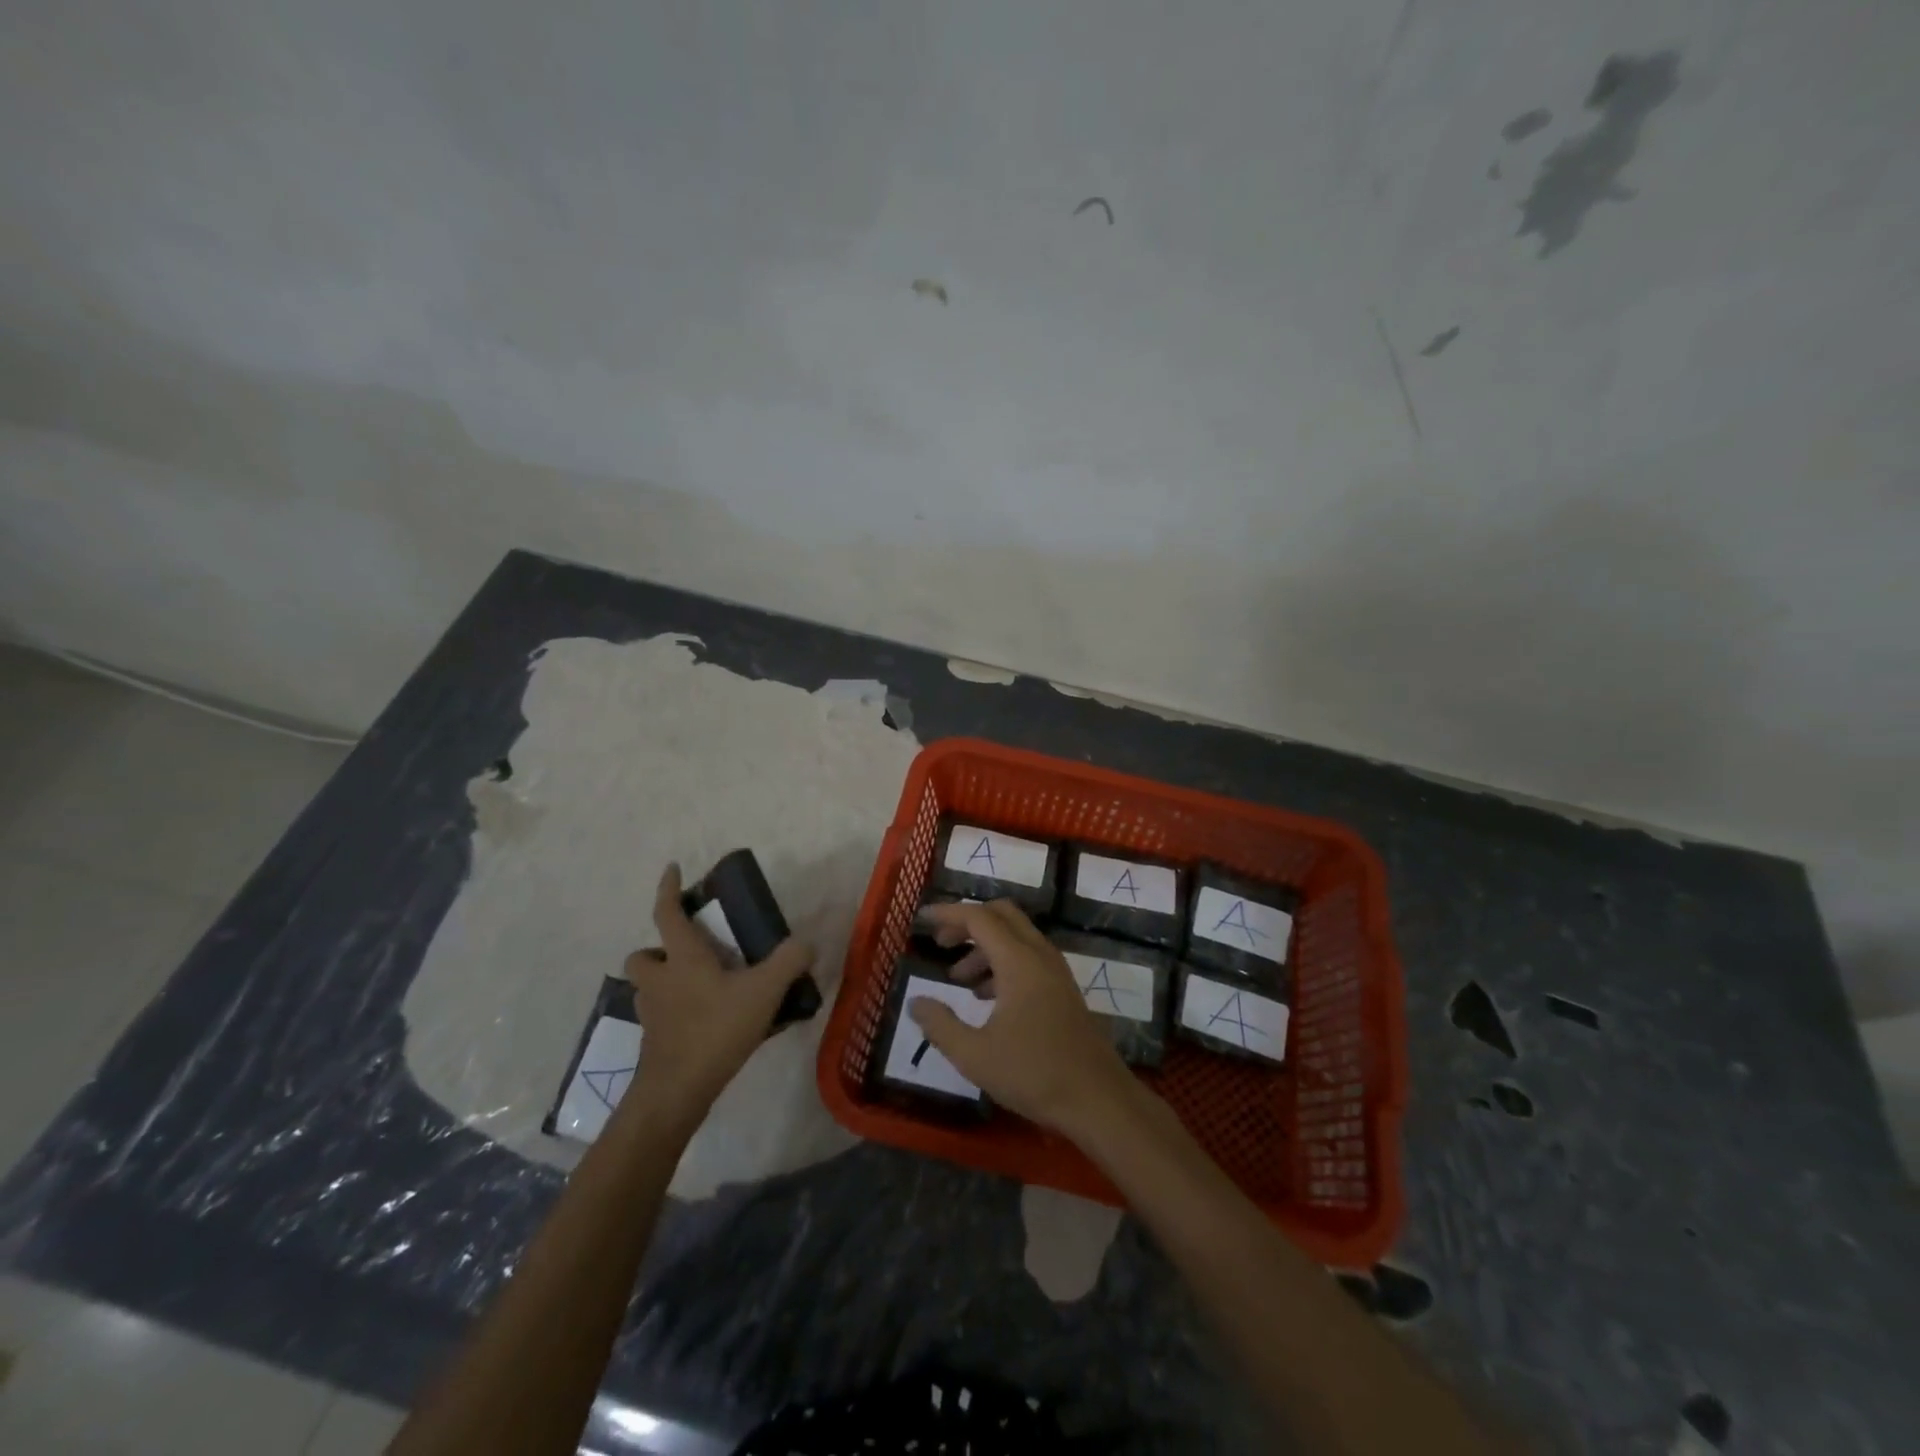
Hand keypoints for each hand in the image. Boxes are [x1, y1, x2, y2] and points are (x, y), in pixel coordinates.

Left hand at [622, 865, 814, 1131]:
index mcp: (682, 958)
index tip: (672, 869)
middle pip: (643, 955)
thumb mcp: (763, 991)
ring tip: (704, 988)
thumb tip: (808, 942)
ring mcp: (652, 1013)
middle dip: (660, 949)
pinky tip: (711, 1023)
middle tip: (691, 952)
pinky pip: (663, 1016)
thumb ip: (789, 961)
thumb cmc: (716, 1029)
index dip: (669, 889)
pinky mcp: (654, 1042)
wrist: (677, 1091)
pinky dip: (679, 1013)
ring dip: (667, 982)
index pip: (667, 913)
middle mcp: (660, 981)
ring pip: (649, 987)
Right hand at [908, 900, 1133, 1139]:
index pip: (978, 918)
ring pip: (1016, 937)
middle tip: (942, 944)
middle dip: (967, 922)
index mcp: (1018, 961)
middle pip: (1001, 915)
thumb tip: (916, 1002)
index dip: (948, 913)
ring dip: (984, 947)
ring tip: (958, 980)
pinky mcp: (1063, 989)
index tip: (922, 919)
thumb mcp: (975, 1055)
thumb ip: (940, 1025)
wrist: (1099, 1100)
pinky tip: (986, 998)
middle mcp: (1039, 955)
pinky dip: (1002, 962)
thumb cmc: (1034, 1074)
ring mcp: (1055, 971)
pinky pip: (1028, 957)